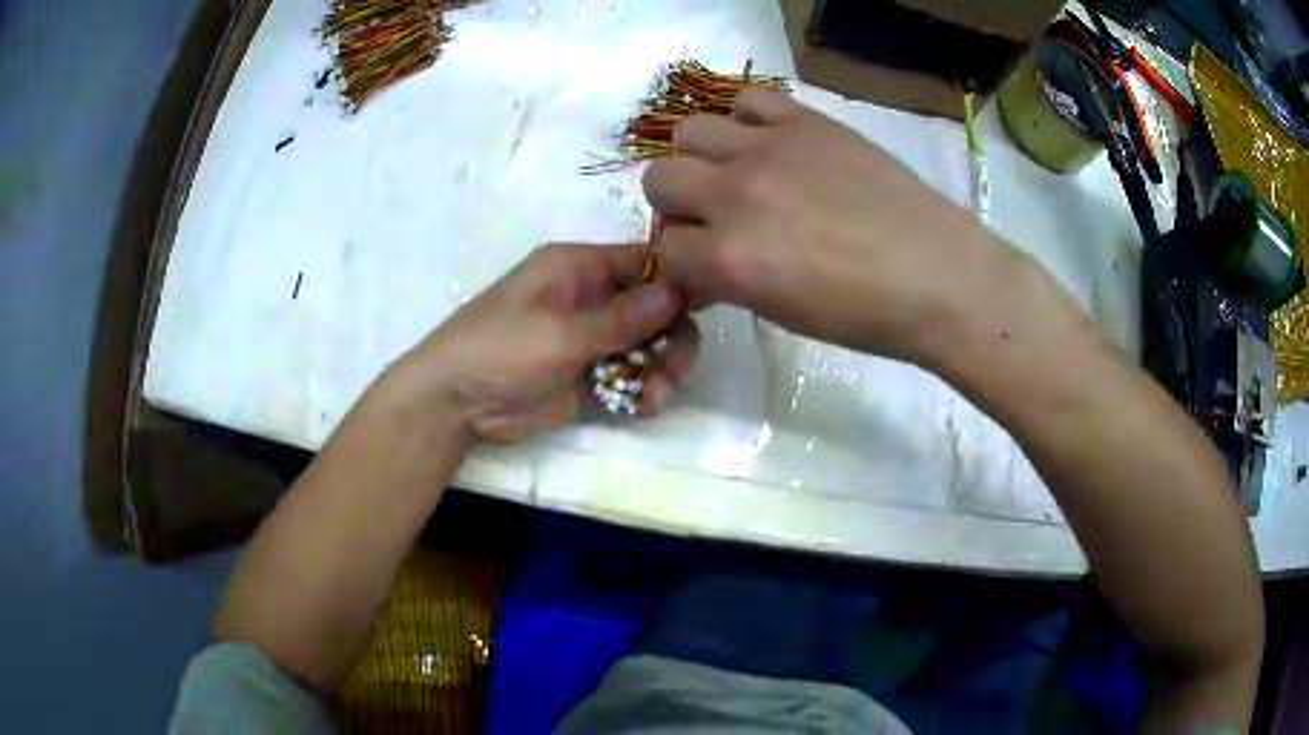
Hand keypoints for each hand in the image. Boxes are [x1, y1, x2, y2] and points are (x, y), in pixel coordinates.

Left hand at [385, 244, 699, 444]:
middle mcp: (590, 298)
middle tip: (676, 366)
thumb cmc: (500, 349)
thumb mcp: (560, 331)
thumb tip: (679, 291)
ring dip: (662, 367)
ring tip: (658, 393)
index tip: (703, 309)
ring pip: (647, 345)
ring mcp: (590, 339)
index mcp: (578, 269)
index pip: (642, 262)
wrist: (454, 403)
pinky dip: (643, 390)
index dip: (677, 281)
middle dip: (672, 335)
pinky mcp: (588, 377)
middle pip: (653, 307)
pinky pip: (630, 376)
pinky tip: (644, 405)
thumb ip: (621, 317)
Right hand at [642, 91, 1006, 363]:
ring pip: (690, 131)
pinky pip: (747, 99)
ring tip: (740, 173)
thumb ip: (729, 281)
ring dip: (703, 157)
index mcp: (728, 257)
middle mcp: (735, 194)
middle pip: (659, 179)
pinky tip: (771, 144)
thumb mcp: (782, 314)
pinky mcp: (806, 122)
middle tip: (716, 217)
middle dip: (679, 205)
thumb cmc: (865, 315)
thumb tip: (704, 265)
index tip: (707, 267)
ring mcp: (769, 149)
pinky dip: (747, 120)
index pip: (665, 248)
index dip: (682, 260)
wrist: (939, 276)